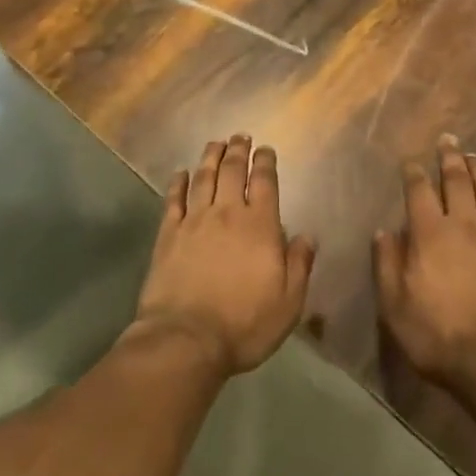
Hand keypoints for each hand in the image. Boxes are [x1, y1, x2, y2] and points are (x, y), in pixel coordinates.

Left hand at [133, 135, 314, 375]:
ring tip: (216, 143)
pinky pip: (173, 200)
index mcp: (260, 226)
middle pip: (232, 172)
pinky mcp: (168, 235)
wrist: (186, 339)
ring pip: (203, 178)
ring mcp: (194, 221)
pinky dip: (178, 183)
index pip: (265, 183)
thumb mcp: (288, 302)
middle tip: (240, 136)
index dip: (266, 162)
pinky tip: (180, 173)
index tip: (266, 149)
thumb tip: (307, 236)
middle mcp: (227, 214)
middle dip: (238, 150)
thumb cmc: (244, 324)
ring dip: (211, 157)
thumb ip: (300, 264)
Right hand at [374, 136, 475, 391]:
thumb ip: (387, 264)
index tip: (411, 161)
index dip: (414, 173)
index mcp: (430, 233)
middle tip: (448, 140)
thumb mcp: (395, 306)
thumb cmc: (438, 336)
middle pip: (457, 181)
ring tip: (474, 157)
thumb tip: (384, 232)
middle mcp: (464, 225)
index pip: (419, 191)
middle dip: (450, 158)